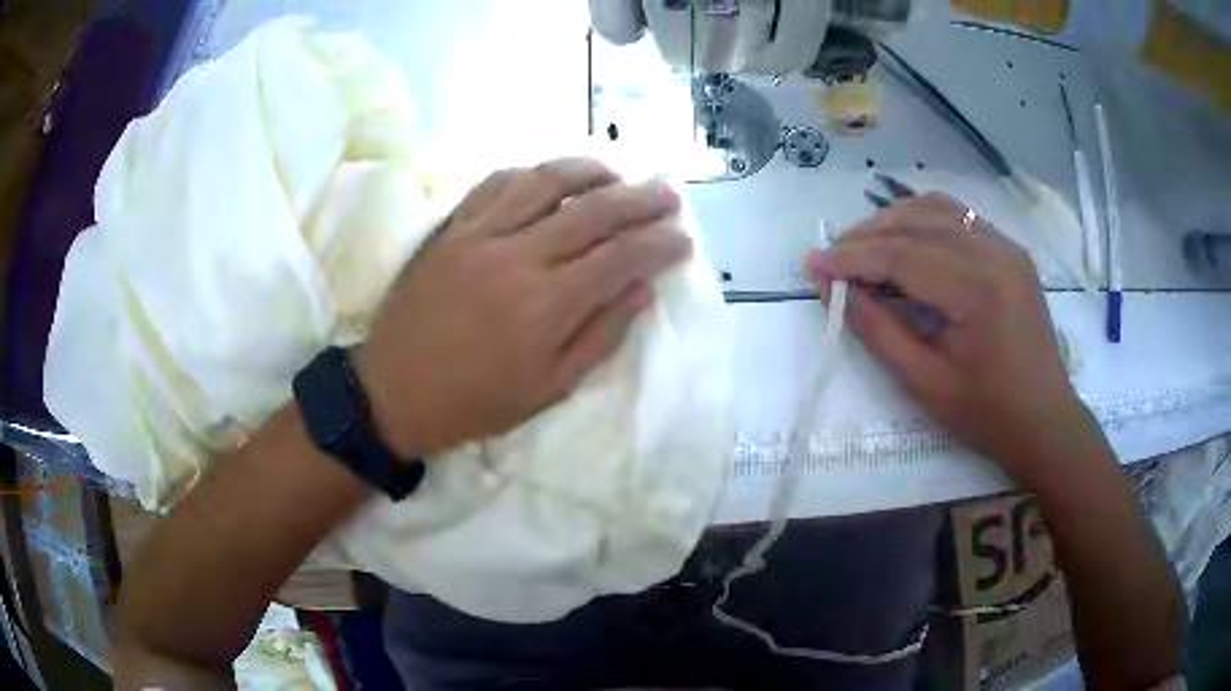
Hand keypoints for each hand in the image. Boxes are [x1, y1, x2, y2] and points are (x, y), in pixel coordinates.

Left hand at [357, 158, 690, 457]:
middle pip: (593, 211)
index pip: (621, 258)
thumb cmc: (475, 401)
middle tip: (668, 194)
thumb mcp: (548, 389)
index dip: (660, 244)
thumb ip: (599, 336)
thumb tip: (642, 291)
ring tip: (617, 173)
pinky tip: (550, 176)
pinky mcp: (451, 227)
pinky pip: (496, 183)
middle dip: (640, 199)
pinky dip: (531, 172)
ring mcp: (479, 234)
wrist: (393, 391)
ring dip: (589, 170)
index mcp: (546, 306)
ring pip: (545, 181)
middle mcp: (518, 257)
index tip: (683, 238)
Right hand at [805, 193, 1100, 486]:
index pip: (901, 254)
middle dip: (867, 234)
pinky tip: (906, 240)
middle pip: (916, 221)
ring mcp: (1006, 246)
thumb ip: (877, 331)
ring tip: (863, 246)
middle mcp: (993, 251)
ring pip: (937, 208)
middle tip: (833, 258)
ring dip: (893, 220)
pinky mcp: (1010, 251)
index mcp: (977, 289)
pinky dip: (924, 220)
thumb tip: (834, 289)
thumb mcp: (925, 383)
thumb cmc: (987, 414)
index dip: (851, 257)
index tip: (812, 265)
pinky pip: (959, 217)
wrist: (1045, 420)